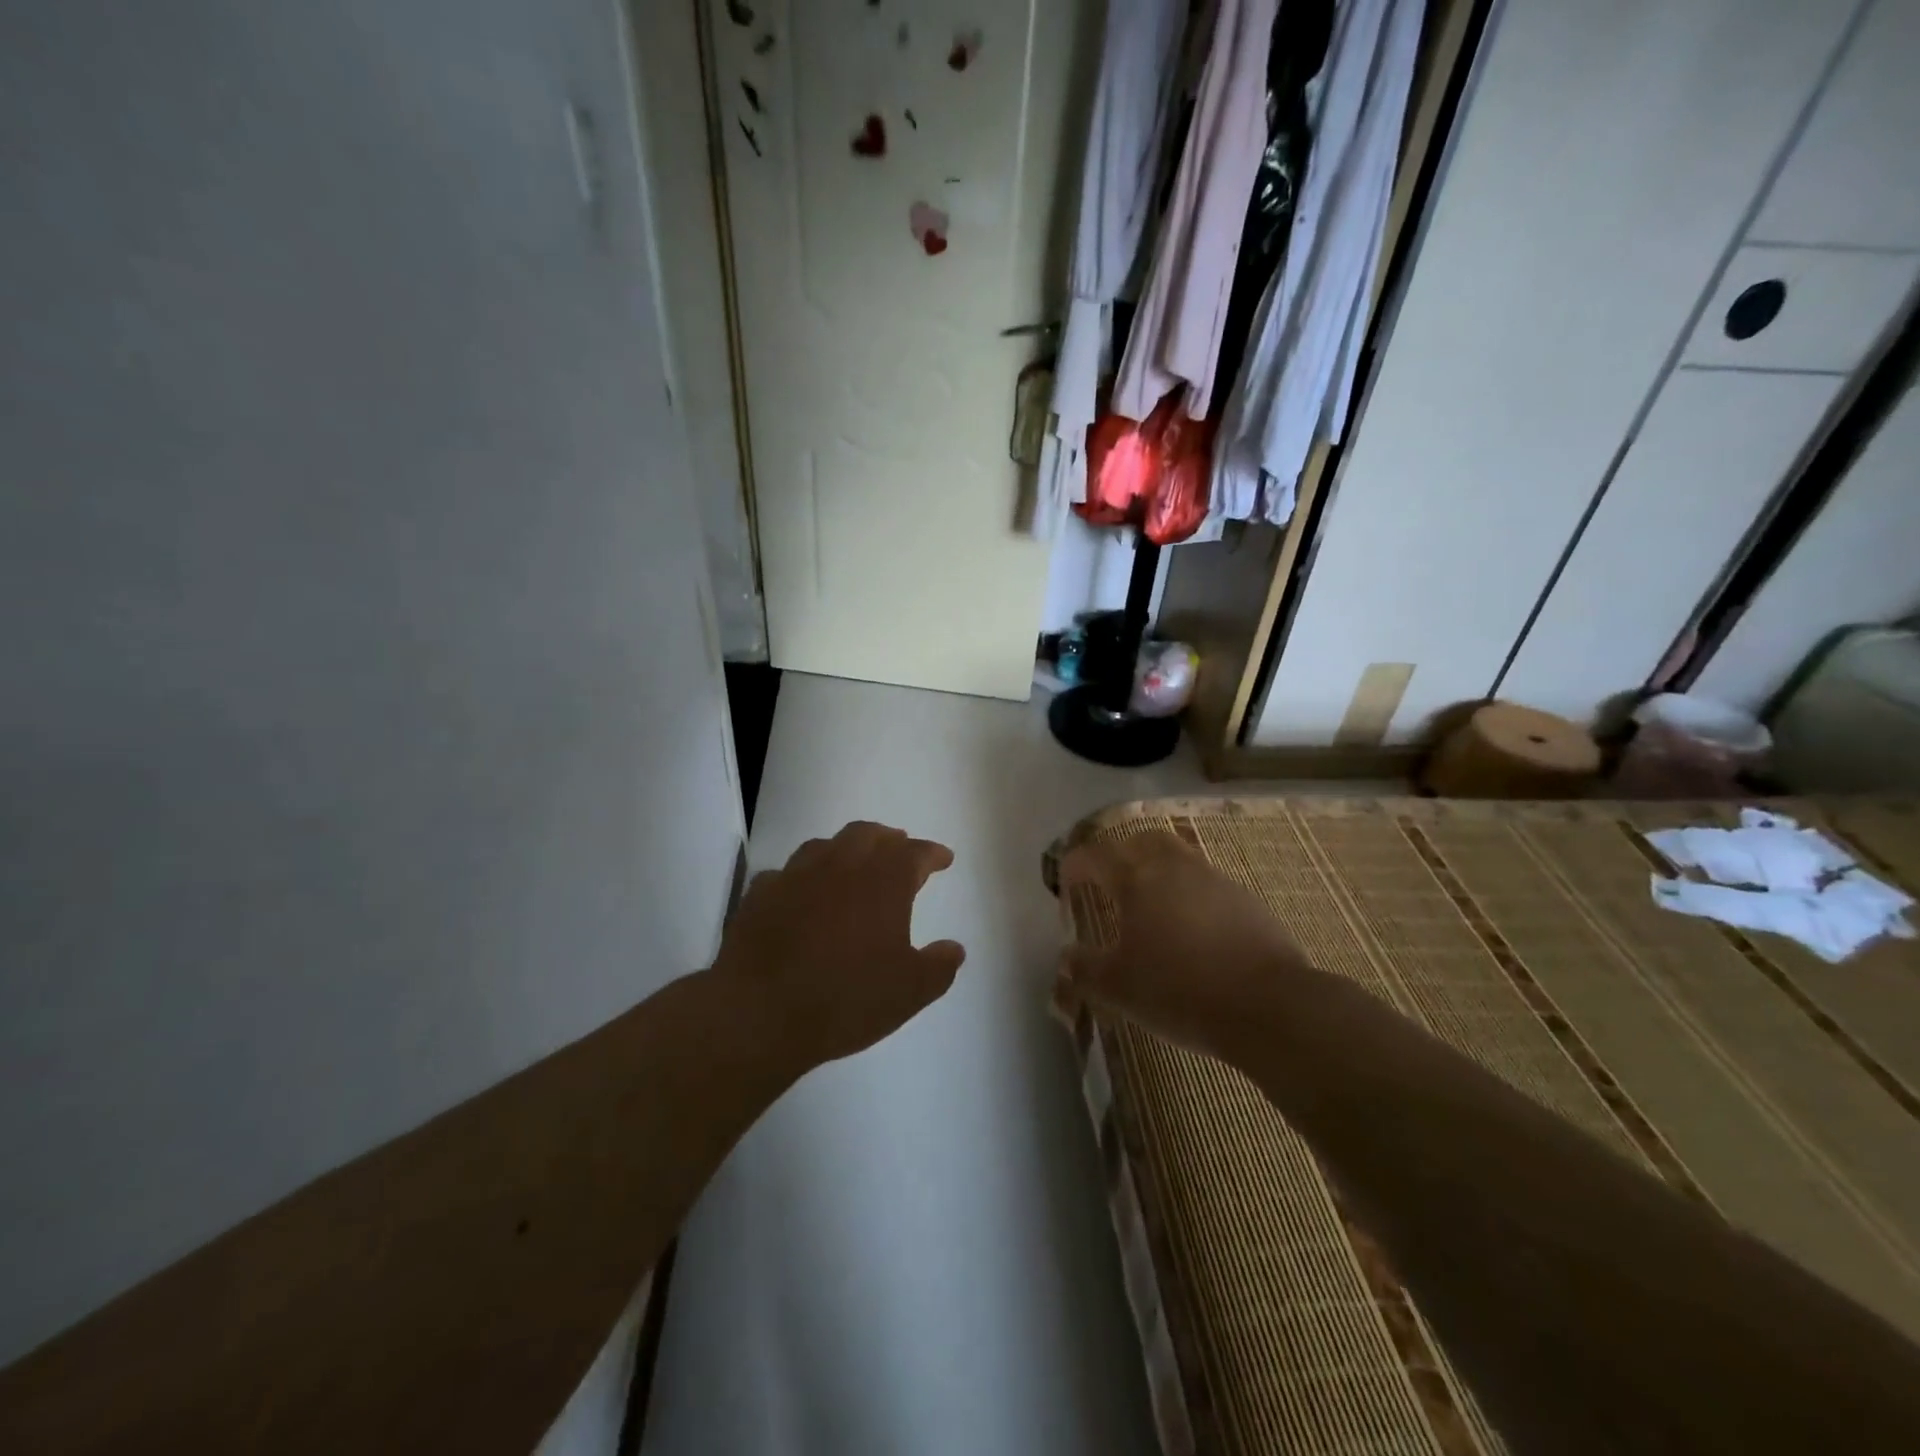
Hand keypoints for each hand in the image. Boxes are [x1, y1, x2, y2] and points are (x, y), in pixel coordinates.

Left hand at [714, 821, 965, 1068]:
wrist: (760, 1012)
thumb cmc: (846, 999)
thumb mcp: (909, 992)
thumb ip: (938, 966)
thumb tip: (954, 948)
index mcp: (883, 882)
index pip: (914, 853)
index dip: (931, 853)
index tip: (943, 858)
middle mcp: (841, 866)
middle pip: (868, 834)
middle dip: (888, 839)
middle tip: (898, 849)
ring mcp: (796, 876)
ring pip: (824, 845)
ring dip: (844, 849)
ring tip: (851, 864)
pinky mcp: (761, 894)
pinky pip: (785, 874)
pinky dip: (801, 879)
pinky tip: (801, 894)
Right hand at [1058, 831, 1306, 1058]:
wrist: (1268, 1005)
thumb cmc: (1179, 990)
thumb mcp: (1118, 988)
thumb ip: (1084, 969)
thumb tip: (1066, 957)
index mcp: (1136, 878)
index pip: (1095, 855)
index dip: (1074, 865)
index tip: (1065, 882)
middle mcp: (1174, 867)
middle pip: (1141, 840)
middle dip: (1120, 854)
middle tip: (1109, 882)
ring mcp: (1215, 880)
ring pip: (1177, 858)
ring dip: (1157, 871)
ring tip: (1149, 906)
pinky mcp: (1245, 900)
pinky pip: (1206, 884)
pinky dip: (1189, 895)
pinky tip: (1190, 930)